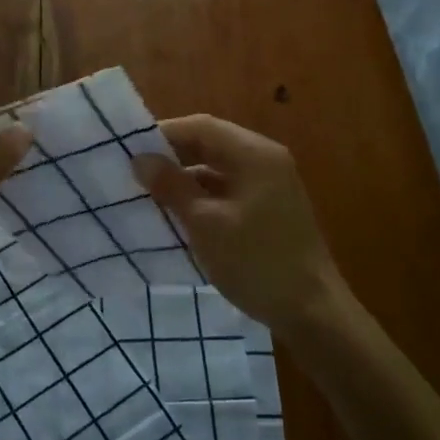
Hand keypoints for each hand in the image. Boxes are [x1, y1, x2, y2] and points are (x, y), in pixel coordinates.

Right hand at [131, 115, 346, 334]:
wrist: (312, 312)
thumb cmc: (256, 262)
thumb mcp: (205, 223)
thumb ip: (172, 186)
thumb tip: (140, 159)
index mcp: (254, 154)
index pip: (201, 127)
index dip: (163, 134)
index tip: (127, 151)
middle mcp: (265, 160)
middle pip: (211, 144)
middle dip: (172, 156)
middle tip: (133, 173)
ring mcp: (271, 185)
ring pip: (218, 169)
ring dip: (185, 178)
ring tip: (149, 194)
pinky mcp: (269, 209)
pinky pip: (228, 189)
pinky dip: (202, 196)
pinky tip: (178, 215)